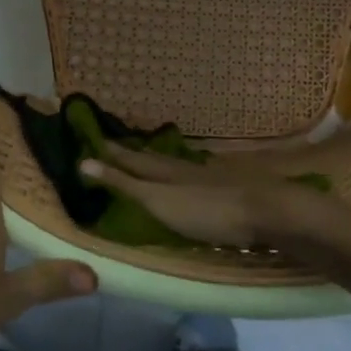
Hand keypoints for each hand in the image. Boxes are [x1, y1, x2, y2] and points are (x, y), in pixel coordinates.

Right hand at [79, 141, 329, 248]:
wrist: (267, 211)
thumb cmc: (207, 211)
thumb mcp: (158, 201)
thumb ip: (125, 184)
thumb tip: (84, 161)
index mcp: (164, 172)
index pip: (131, 160)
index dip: (112, 153)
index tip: (93, 139)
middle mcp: (184, 168)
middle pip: (153, 159)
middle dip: (132, 153)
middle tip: (115, 142)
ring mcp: (208, 177)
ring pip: (176, 165)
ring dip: (158, 161)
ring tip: (146, 156)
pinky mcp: (228, 189)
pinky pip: (195, 175)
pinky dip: (182, 173)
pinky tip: (188, 176)